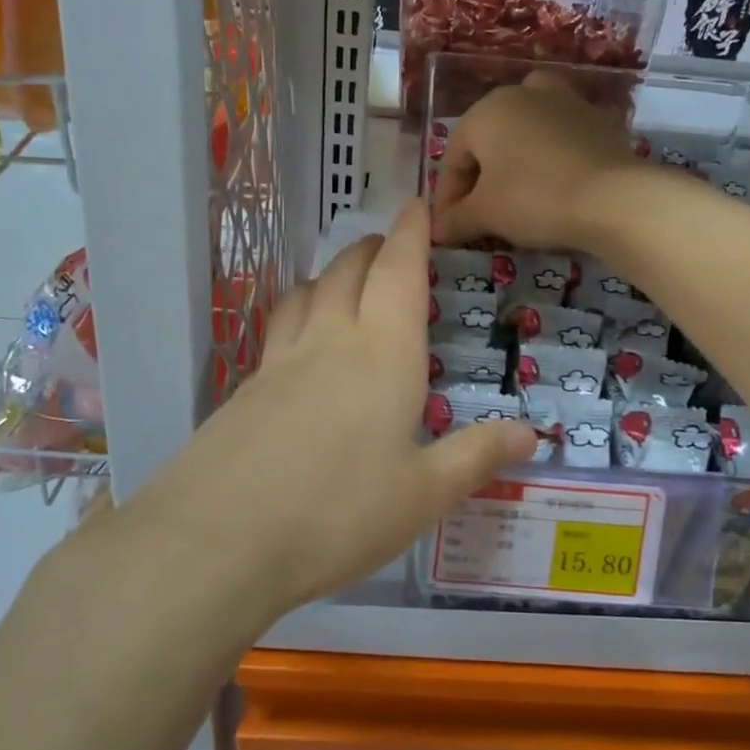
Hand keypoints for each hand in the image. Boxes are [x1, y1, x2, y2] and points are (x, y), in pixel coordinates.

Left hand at [115, 202, 537, 622]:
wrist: (218, 541)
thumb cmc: (338, 514)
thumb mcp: (423, 496)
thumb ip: (477, 457)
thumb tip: (532, 434)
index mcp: (384, 354)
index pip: (399, 271)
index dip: (411, 234)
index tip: (416, 207)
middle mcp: (330, 342)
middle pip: (349, 270)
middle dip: (372, 247)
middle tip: (388, 245)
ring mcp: (280, 362)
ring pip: (307, 292)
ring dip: (330, 273)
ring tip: (344, 282)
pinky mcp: (244, 389)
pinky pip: (278, 328)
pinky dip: (298, 312)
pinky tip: (300, 343)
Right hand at [432, 73, 643, 250]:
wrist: (612, 197)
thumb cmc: (533, 198)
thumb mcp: (485, 214)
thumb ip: (456, 219)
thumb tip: (437, 230)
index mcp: (486, 110)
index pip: (454, 158)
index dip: (447, 198)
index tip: (447, 229)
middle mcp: (522, 94)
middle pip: (490, 141)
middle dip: (481, 178)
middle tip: (480, 216)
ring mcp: (565, 101)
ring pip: (527, 133)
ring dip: (516, 162)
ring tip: (517, 195)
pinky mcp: (597, 119)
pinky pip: (561, 139)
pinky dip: (550, 159)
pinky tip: (554, 187)